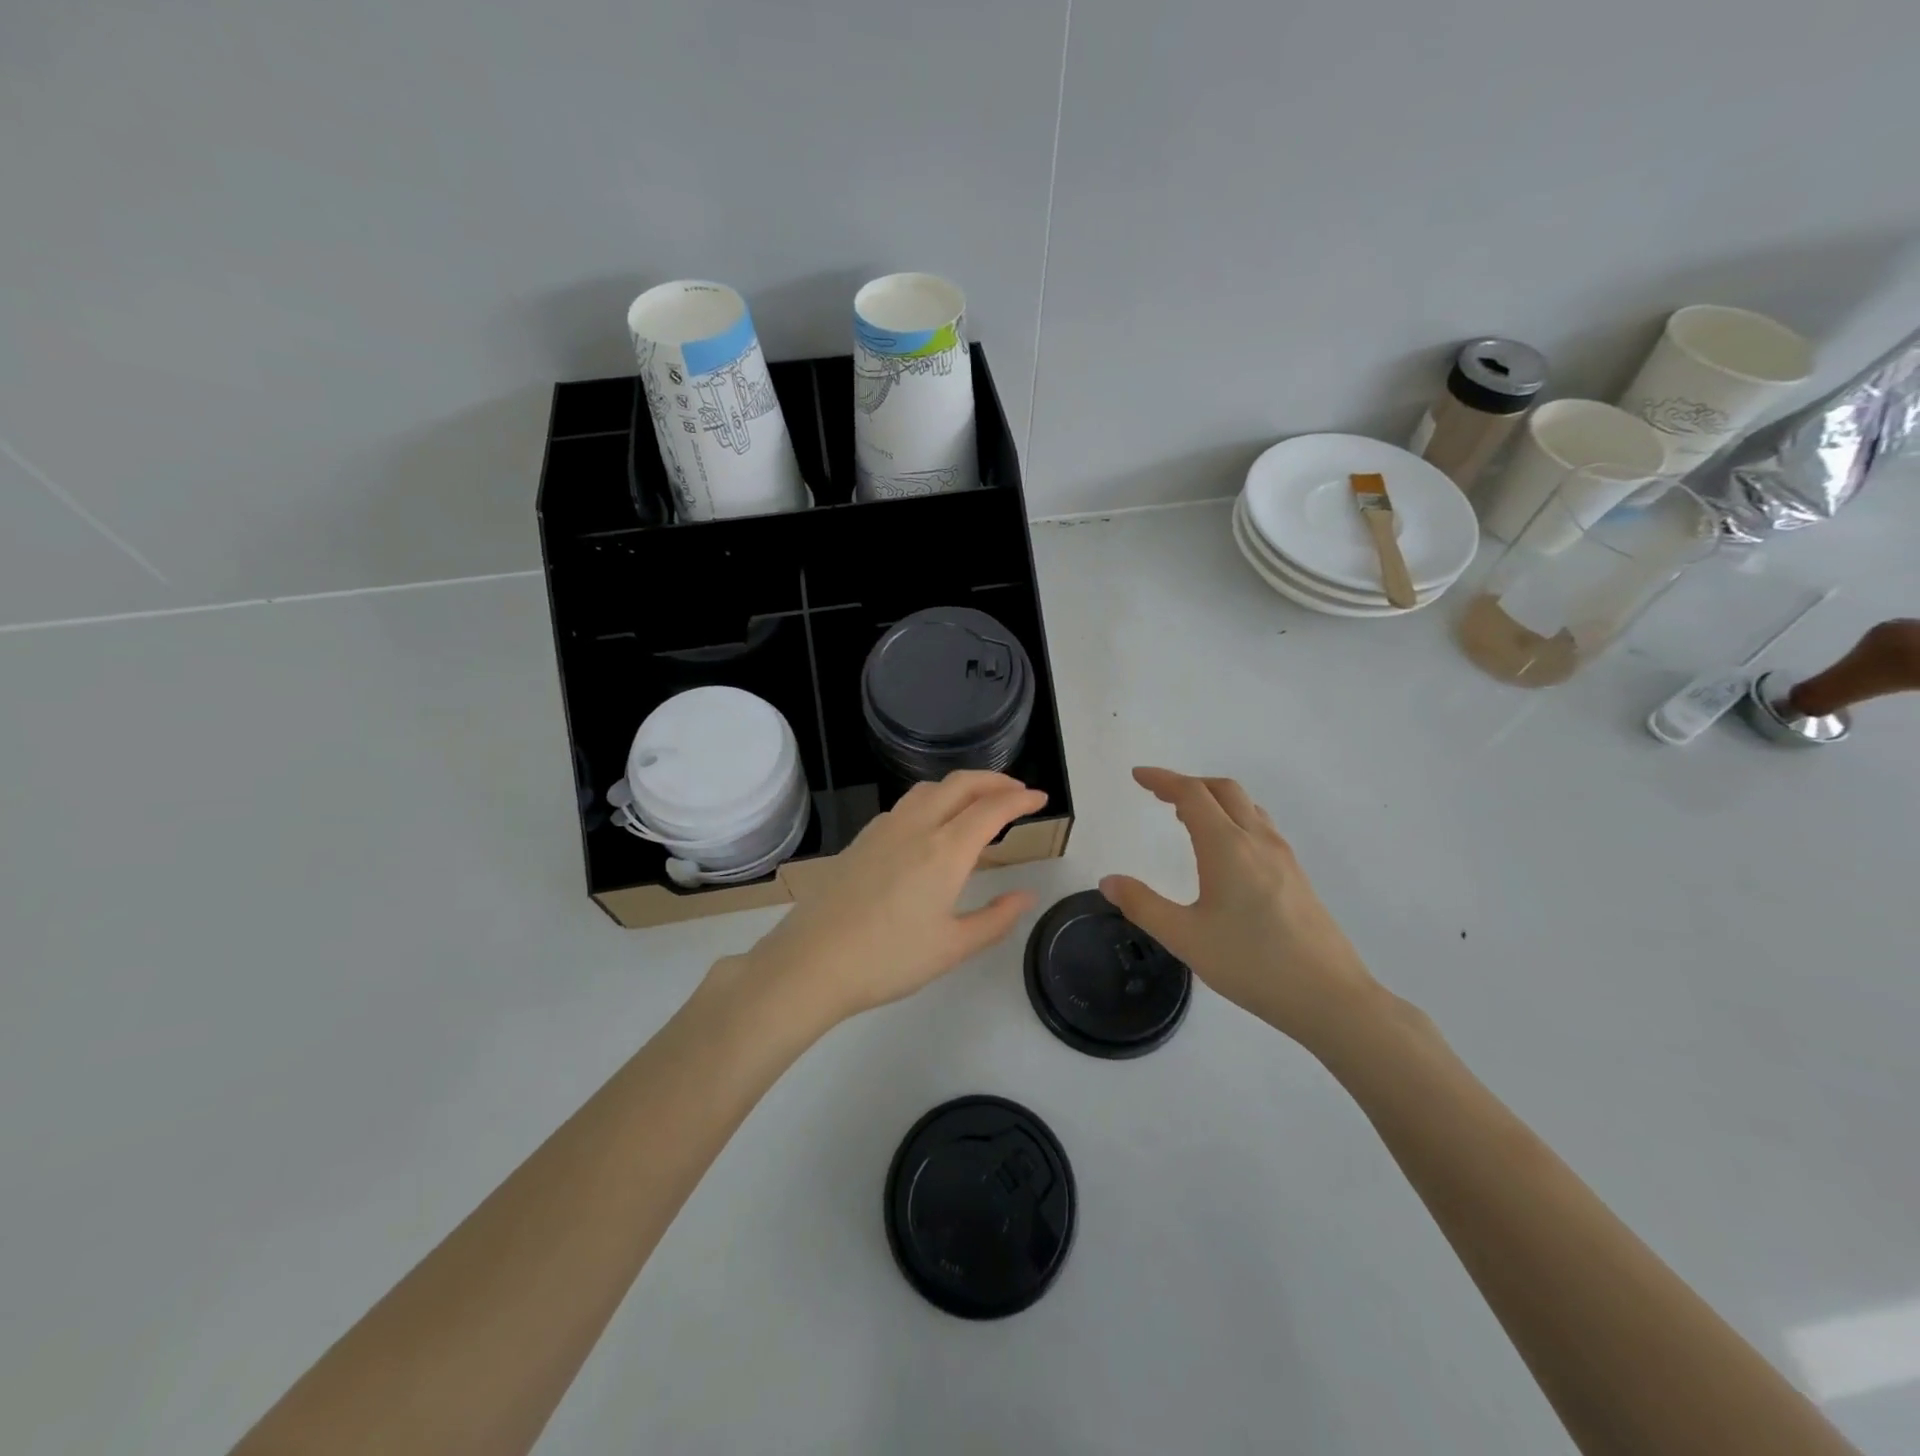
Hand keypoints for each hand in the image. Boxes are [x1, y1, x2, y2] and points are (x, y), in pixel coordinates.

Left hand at [732, 771, 1045, 1027]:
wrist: (812, 962)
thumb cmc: (888, 960)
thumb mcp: (952, 947)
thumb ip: (996, 919)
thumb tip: (1026, 895)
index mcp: (945, 850)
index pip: (991, 809)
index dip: (1020, 800)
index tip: (1041, 799)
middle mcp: (916, 827)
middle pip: (961, 784)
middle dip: (994, 781)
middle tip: (1017, 792)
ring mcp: (884, 829)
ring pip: (929, 789)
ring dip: (961, 786)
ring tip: (977, 802)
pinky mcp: (861, 839)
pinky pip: (906, 805)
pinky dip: (933, 800)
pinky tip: (931, 826)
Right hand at [1100, 767, 1382, 1049]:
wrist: (1329, 997)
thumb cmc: (1251, 964)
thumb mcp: (1185, 938)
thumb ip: (1143, 905)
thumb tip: (1109, 881)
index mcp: (1227, 847)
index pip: (1191, 795)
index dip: (1162, 780)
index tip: (1138, 776)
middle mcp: (1257, 841)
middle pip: (1223, 790)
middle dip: (1188, 784)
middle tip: (1159, 795)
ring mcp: (1283, 857)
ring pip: (1247, 806)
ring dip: (1214, 799)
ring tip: (1187, 818)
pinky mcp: (1297, 876)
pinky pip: (1260, 827)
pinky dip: (1234, 818)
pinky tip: (1226, 850)